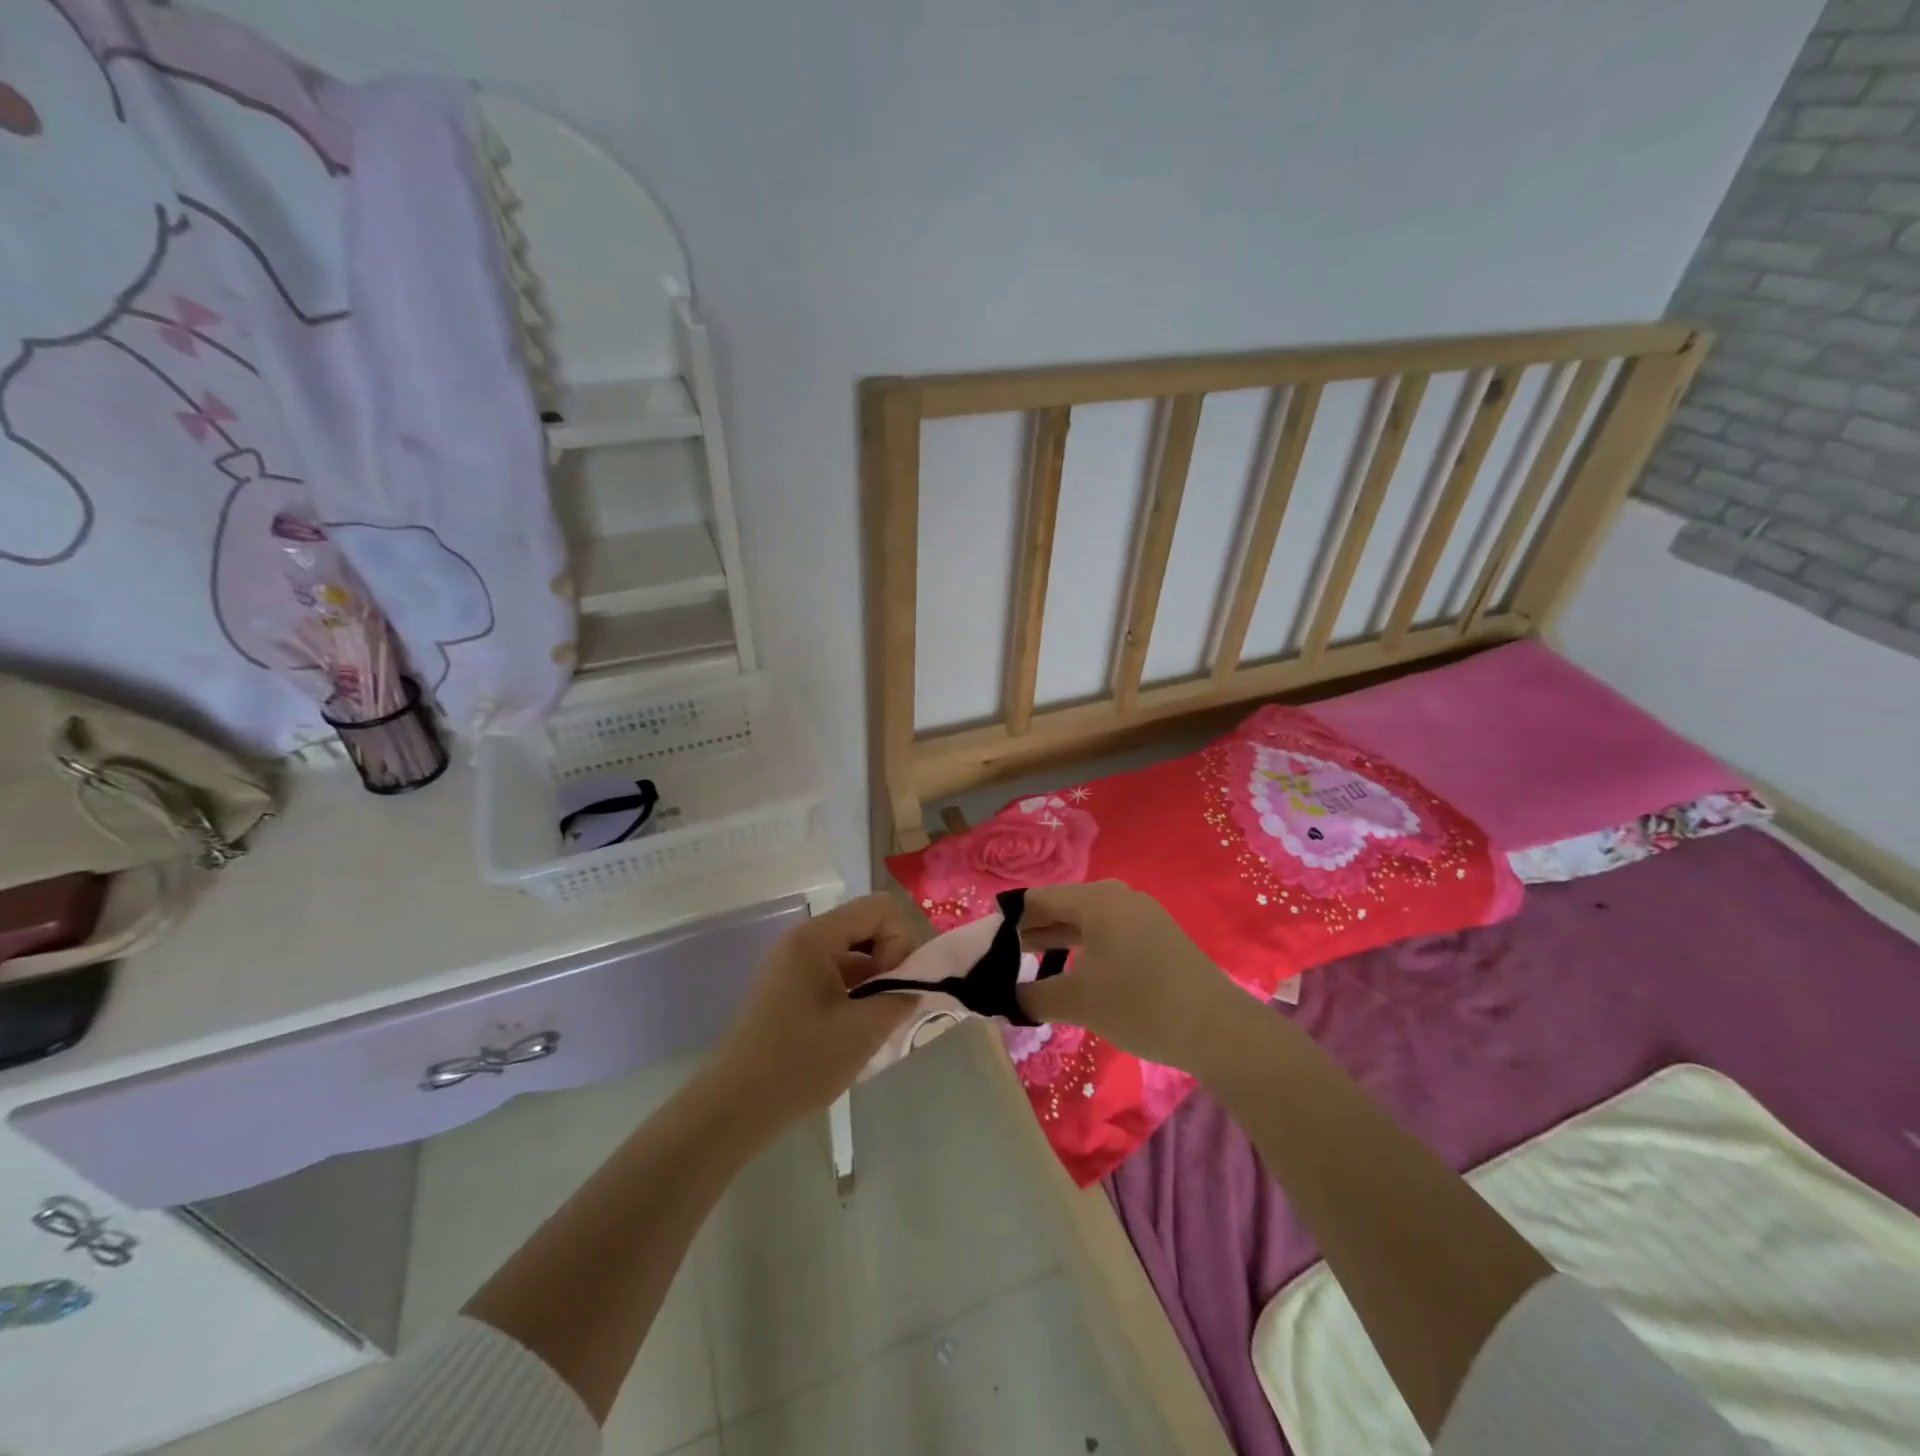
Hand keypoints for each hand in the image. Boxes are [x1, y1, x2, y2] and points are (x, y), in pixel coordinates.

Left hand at [701, 894, 919, 1139]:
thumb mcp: (863, 1031)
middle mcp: (803, 940)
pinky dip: (855, 993)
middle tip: (890, 1006)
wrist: (732, 1109)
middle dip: (890, 961)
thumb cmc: (799, 1064)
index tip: (894, 985)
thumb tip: (920, 982)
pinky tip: (855, 1031)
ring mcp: (793, 964)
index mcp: (816, 938)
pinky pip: (836, 974)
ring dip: (875, 980)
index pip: (881, 908)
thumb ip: (902, 996)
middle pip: (867, 926)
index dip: (900, 941)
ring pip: (854, 952)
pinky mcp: (789, 989)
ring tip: (874, 1024)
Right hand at [1015, 880, 1254, 1073]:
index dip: (1008, 919)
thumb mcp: (1076, 1002)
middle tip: (1002, 957)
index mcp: (1095, 899)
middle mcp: (1118, 896)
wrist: (1216, 1028)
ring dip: (1058, 941)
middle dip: (1032, 931)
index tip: (985, 942)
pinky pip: (1109, 933)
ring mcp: (1142, 915)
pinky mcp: (1158, 936)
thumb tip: (1004, 998)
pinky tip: (1075, 974)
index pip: (1037, 899)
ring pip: (1086, 922)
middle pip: (1062, 907)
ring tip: (1031, 964)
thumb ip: (1031, 996)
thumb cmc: (1138, 1004)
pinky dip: (1085, 948)